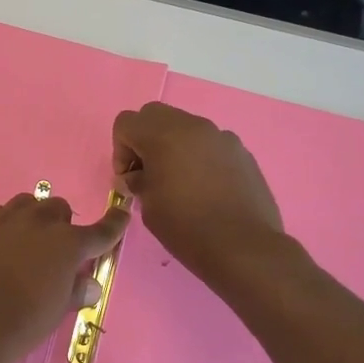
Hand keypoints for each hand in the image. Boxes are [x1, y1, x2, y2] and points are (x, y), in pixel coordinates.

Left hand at [0, 193, 129, 362]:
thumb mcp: (57, 311)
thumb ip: (76, 291)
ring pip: (27, 203)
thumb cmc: (22, 324)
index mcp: (67, 243)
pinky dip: (5, 225)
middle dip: (62, 224)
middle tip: (55, 250)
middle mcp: (38, 222)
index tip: (121, 213)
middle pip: (58, 208)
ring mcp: (4, 220)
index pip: (101, 230)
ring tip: (26, 242)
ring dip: (33, 217)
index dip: (114, 223)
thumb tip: (89, 284)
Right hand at [113, 102, 286, 290]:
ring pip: (185, 127)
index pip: (126, 122)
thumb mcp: (148, 206)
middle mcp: (193, 126)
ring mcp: (221, 137)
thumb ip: (138, 182)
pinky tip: (205, 188)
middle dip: (144, 139)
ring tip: (178, 182)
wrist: (243, 247)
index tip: (129, 178)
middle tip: (147, 172)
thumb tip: (135, 177)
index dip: (120, 149)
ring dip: (173, 146)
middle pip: (155, 115)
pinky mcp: (241, 152)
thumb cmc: (186, 227)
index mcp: (163, 135)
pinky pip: (209, 143)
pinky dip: (198, 156)